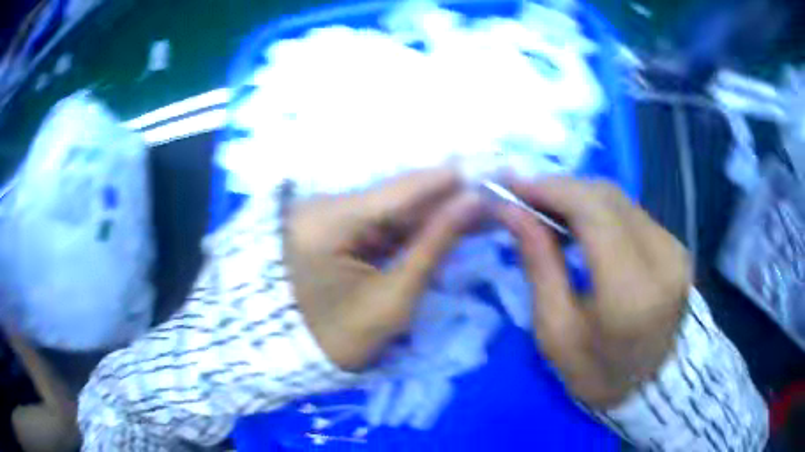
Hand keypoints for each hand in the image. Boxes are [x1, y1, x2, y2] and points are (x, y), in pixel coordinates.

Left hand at [285, 168, 483, 370]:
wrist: (293, 353)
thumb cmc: (339, 338)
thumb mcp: (393, 300)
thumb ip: (434, 246)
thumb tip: (472, 202)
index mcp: (329, 222)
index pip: (400, 191)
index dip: (449, 181)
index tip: (492, 172)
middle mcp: (323, 205)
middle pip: (397, 195)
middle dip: (446, 197)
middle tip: (491, 194)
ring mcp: (325, 213)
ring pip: (391, 205)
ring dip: (432, 210)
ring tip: (477, 209)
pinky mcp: (331, 225)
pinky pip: (379, 219)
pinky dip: (411, 224)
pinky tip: (443, 222)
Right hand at [495, 177, 689, 407]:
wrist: (651, 384)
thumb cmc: (597, 371)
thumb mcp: (555, 332)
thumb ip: (539, 266)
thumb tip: (512, 213)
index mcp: (632, 293)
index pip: (594, 214)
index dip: (551, 191)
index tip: (513, 187)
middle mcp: (662, 259)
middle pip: (607, 197)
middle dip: (560, 188)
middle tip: (524, 197)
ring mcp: (675, 248)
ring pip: (619, 198)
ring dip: (578, 196)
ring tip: (546, 207)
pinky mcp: (676, 245)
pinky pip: (631, 211)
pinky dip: (599, 208)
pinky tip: (578, 220)